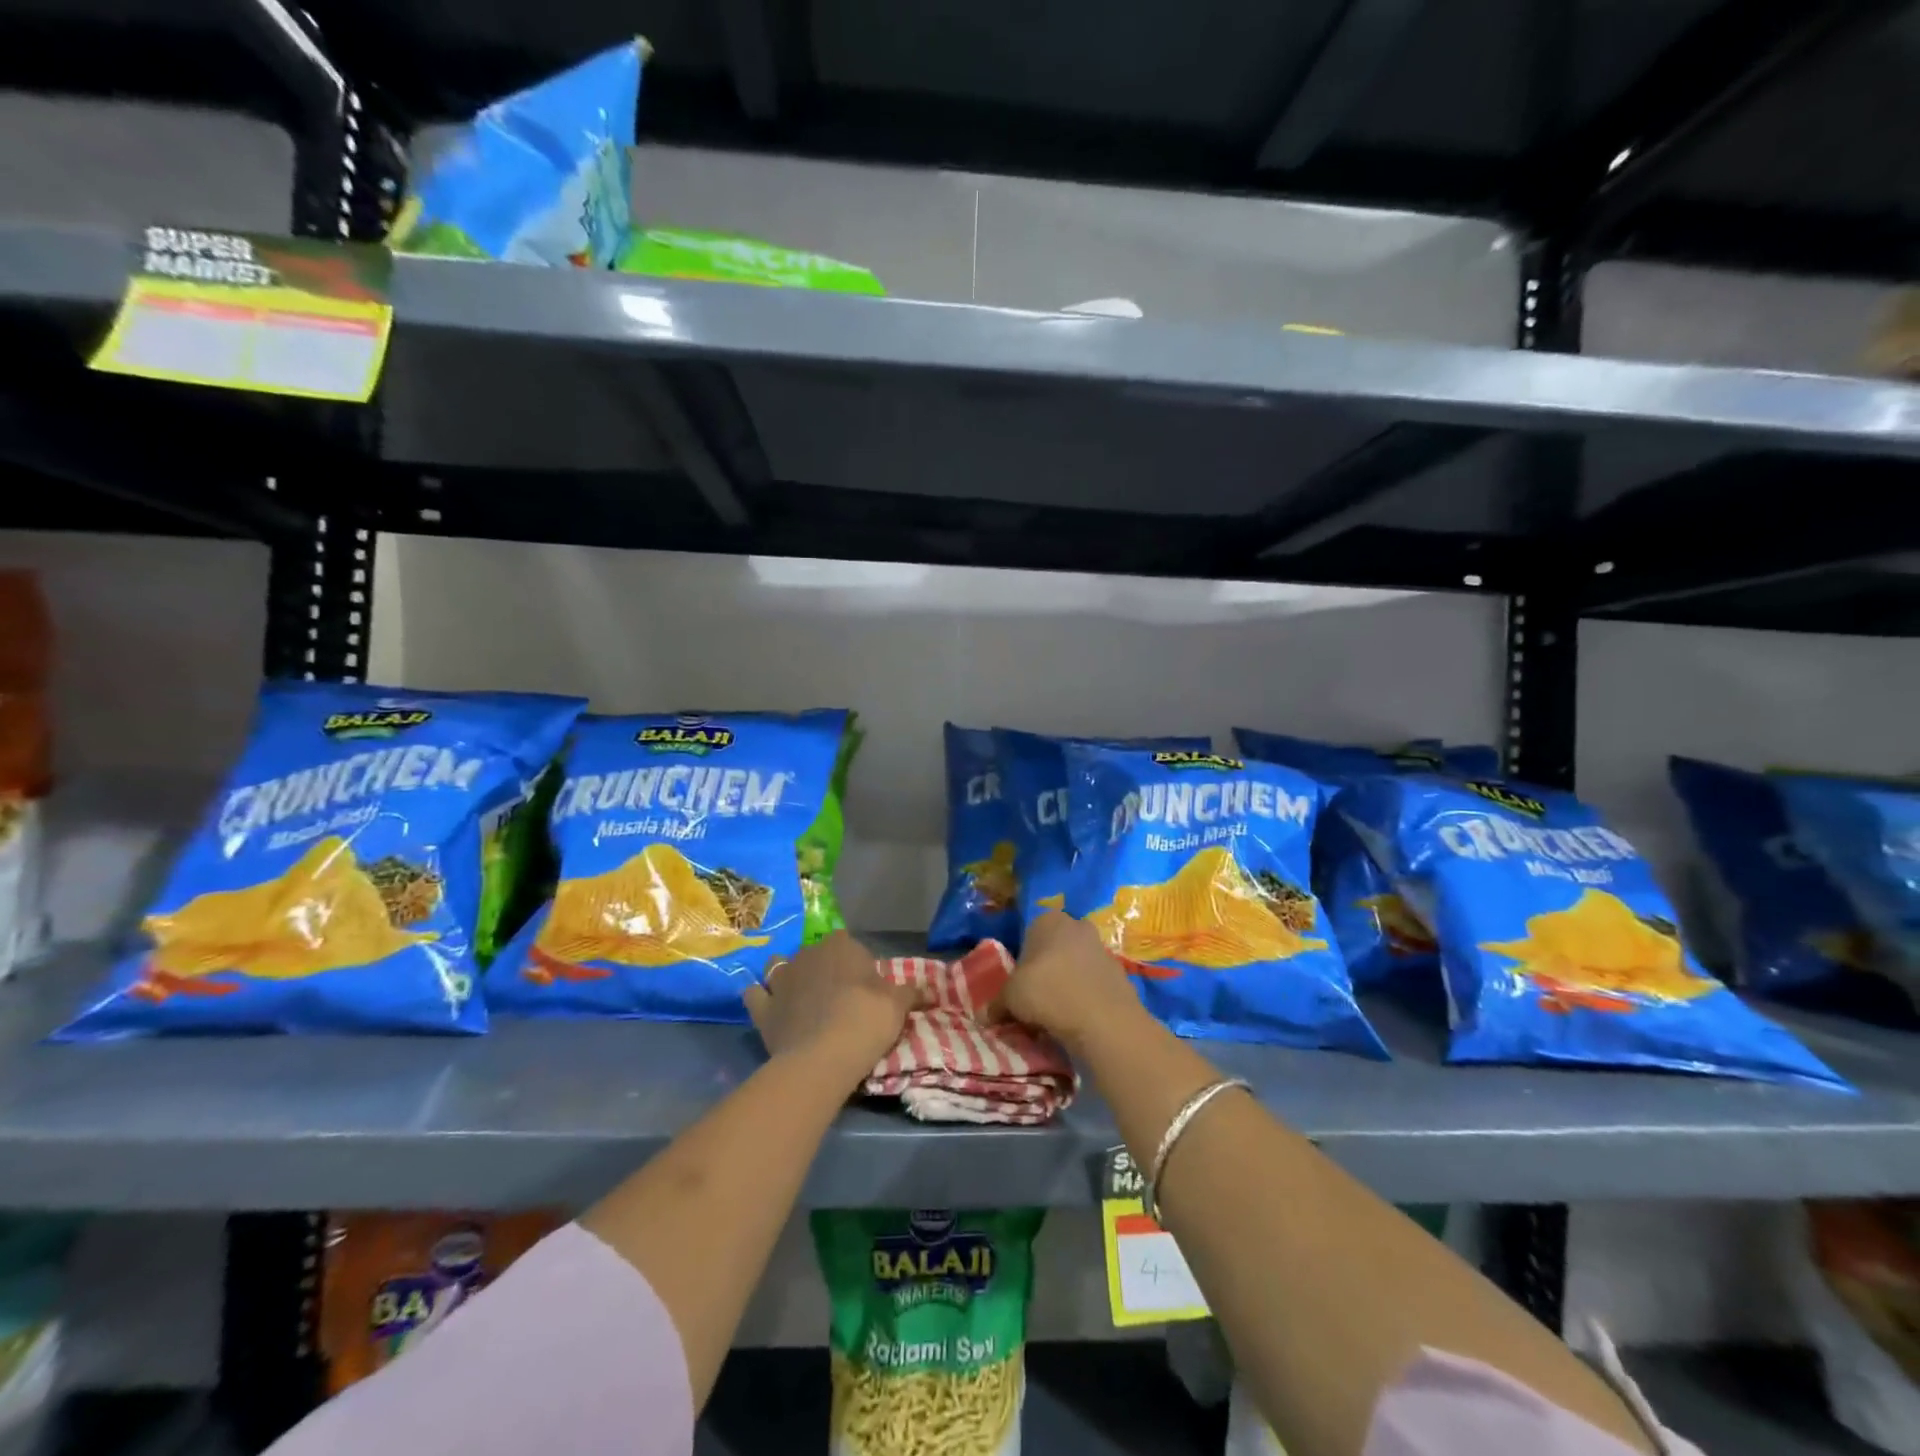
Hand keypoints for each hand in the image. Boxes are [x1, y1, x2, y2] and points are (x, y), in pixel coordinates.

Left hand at [743, 932, 922, 1087]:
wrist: (824, 1056)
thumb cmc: (866, 1020)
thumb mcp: (898, 1005)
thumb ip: (911, 993)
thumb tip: (930, 990)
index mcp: (840, 946)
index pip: (846, 942)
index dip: (854, 961)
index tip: (863, 984)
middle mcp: (807, 954)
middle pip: (813, 954)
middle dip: (821, 968)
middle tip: (836, 996)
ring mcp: (780, 979)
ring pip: (778, 966)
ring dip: (786, 977)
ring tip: (799, 998)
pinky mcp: (762, 1008)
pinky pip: (755, 995)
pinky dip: (760, 998)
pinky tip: (768, 1008)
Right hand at [1001, 911, 1142, 1050]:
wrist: (1103, 1019)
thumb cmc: (1047, 993)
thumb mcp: (1009, 998)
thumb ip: (997, 1003)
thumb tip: (988, 1016)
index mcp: (1047, 920)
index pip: (1027, 937)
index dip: (1021, 965)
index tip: (1018, 989)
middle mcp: (1076, 925)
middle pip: (1053, 950)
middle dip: (1045, 973)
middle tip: (1035, 1002)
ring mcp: (1102, 947)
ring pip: (1074, 966)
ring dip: (1066, 985)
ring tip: (1056, 1016)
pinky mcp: (1120, 972)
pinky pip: (1093, 984)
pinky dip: (1085, 998)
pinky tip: (1078, 1019)